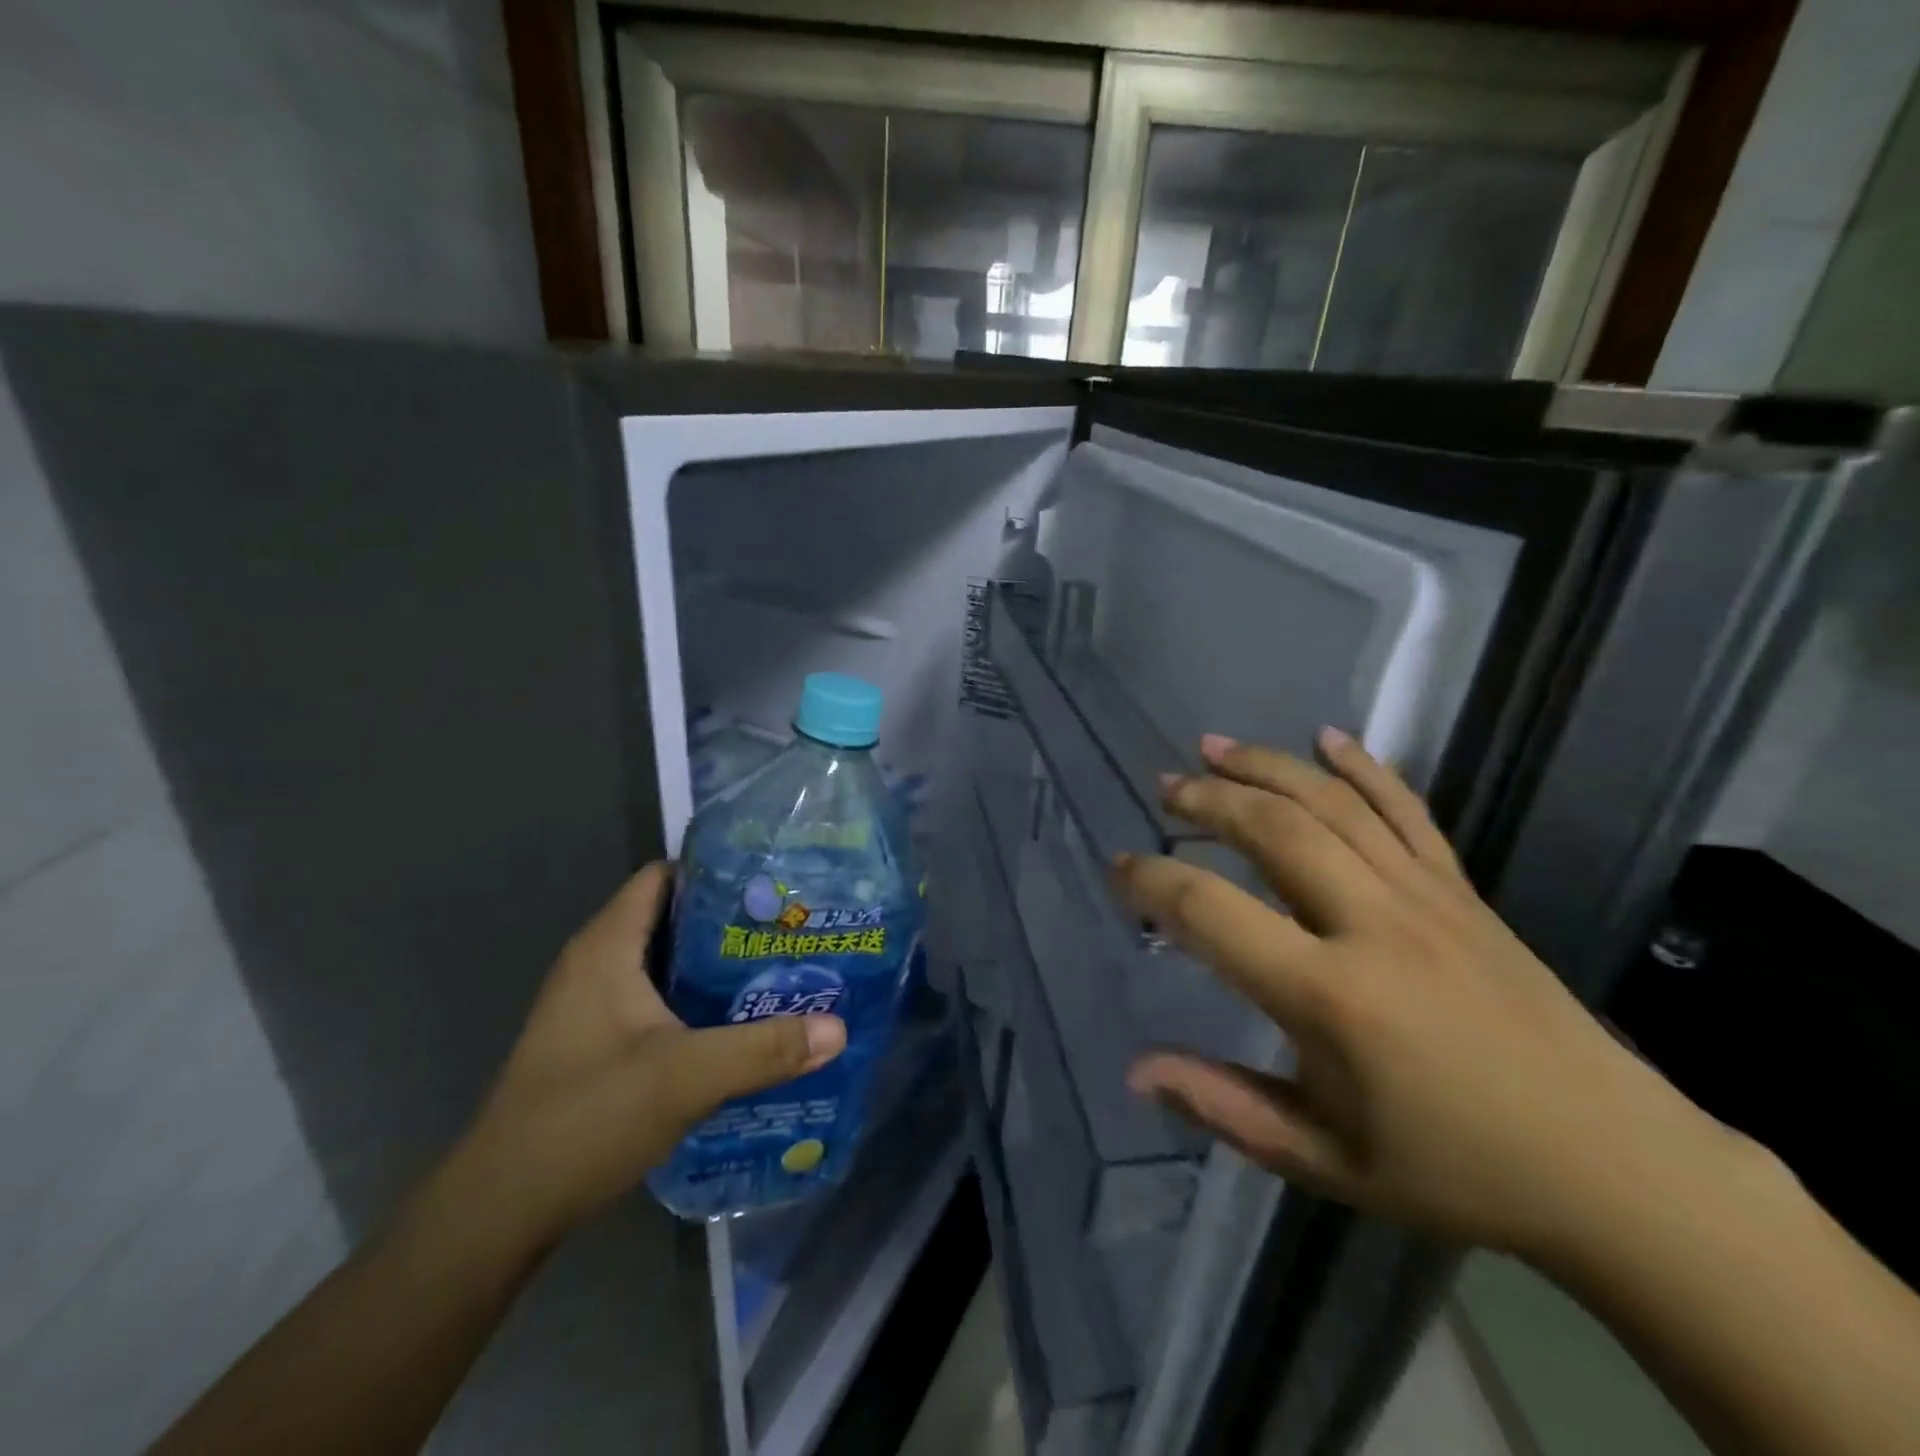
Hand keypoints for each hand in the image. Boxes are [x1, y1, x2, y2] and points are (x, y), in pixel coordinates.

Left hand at [450, 863, 845, 1248]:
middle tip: (793, 926)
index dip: (716, 870)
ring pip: (668, 963)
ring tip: (781, 966)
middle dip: (732, 919)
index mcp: (607, 948)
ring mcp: (595, 1006)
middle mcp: (597, 965)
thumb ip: (762, 1049)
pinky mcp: (599, 1043)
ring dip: (718, 964)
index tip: (774, 880)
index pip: (663, 877)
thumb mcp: (684, 1078)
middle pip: (673, 918)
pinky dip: (699, 999)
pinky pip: (659, 999)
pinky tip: (742, 1019)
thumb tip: (837, 1028)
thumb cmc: (584, 1119)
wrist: (500, 1212)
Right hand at [1116, 729, 1738, 1261]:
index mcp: (1328, 995)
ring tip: (1214, 747)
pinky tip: (1329, 737)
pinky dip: (1365, 768)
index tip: (1120, 869)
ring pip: (1332, 805)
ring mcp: (1425, 898)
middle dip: (1206, 800)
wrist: (1615, 1167)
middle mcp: (1373, 925)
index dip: (1152, 882)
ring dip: (1266, 767)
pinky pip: (1407, 812)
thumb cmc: (1455, 1170)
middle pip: (1272, 829)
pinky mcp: (1463, 892)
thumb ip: (1224, 1106)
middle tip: (1164, 789)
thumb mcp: (1324, 1160)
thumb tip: (1138, 1071)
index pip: (1211, 911)